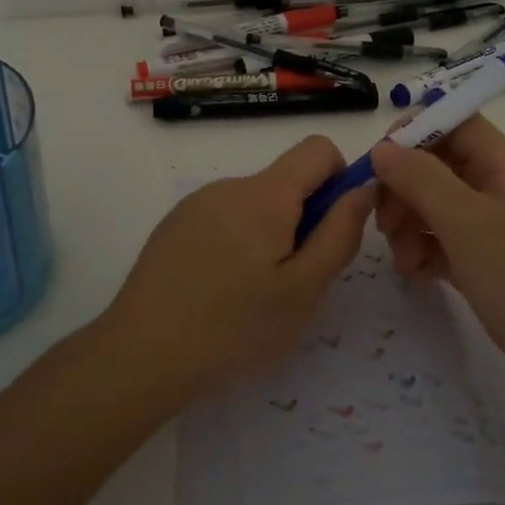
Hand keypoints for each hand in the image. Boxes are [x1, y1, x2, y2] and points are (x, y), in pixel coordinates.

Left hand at [104, 136, 374, 392]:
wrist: (141, 355)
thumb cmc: (235, 327)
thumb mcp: (304, 289)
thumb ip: (340, 233)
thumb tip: (363, 188)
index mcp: (265, 195)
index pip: (318, 149)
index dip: (340, 179)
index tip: (332, 228)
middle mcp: (229, 185)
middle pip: (285, 180)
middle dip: (303, 218)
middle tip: (293, 279)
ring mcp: (196, 204)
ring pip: (254, 203)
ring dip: (269, 233)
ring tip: (253, 292)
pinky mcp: (173, 225)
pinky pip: (223, 217)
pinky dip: (237, 242)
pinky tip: (219, 290)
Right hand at [371, 116, 504, 398]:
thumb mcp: (467, 222)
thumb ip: (421, 179)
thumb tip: (382, 148)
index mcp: (501, 165)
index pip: (453, 122)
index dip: (413, 132)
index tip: (379, 163)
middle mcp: (495, 188)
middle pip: (435, 165)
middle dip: (403, 189)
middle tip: (385, 223)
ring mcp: (491, 227)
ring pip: (433, 206)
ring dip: (408, 225)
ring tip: (404, 260)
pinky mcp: (484, 262)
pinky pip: (441, 242)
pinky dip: (423, 252)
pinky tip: (417, 275)